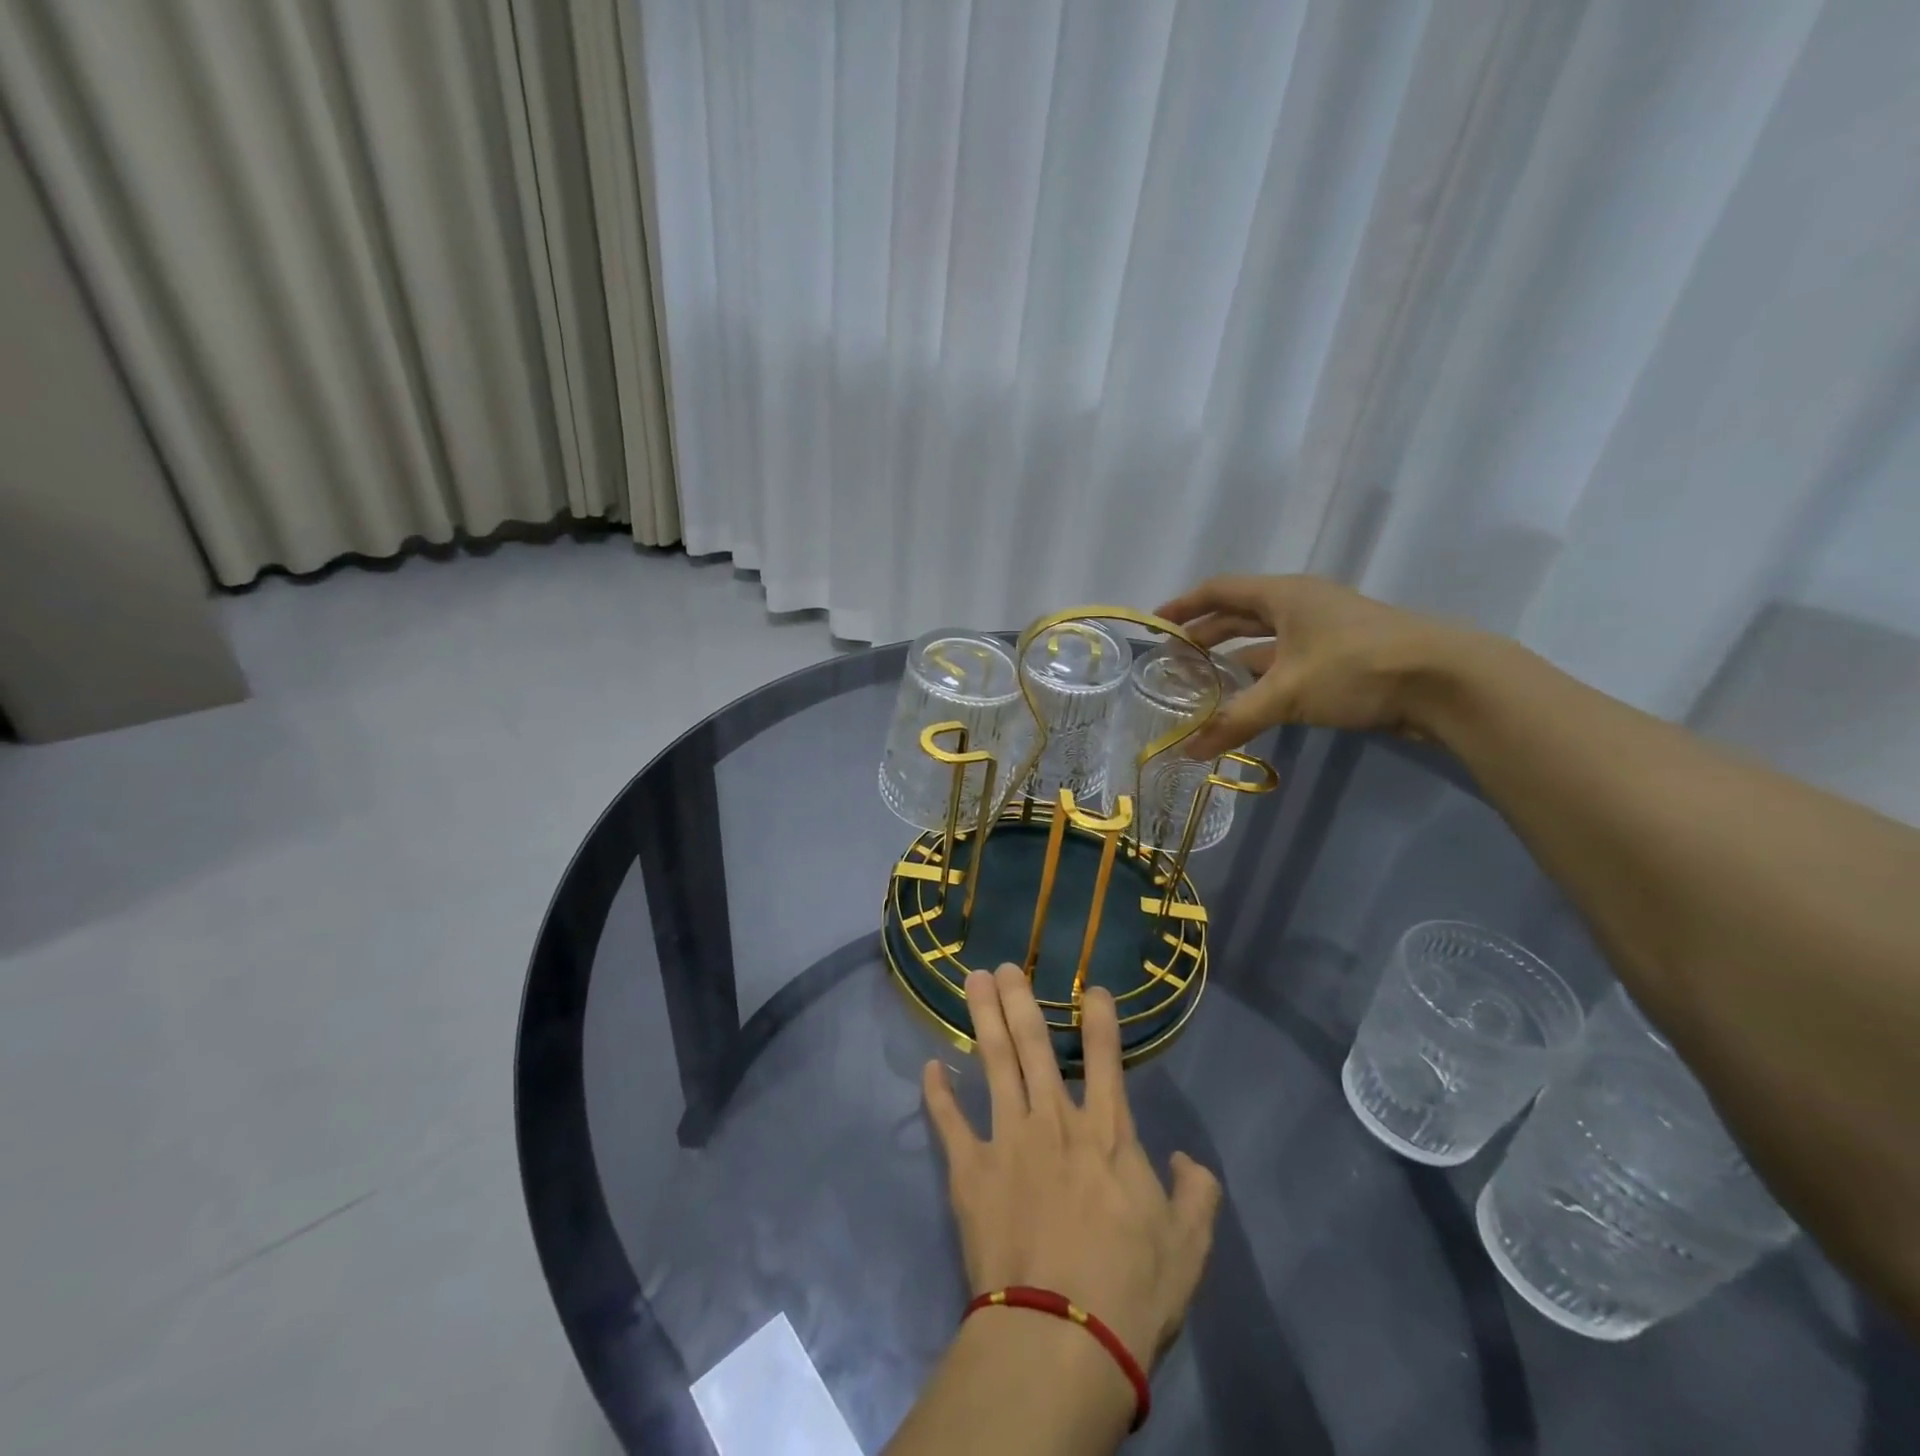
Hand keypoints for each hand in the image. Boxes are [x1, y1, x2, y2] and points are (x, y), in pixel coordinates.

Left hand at [922, 965, 1221, 1372]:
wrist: (1061, 1338)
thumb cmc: (1131, 1292)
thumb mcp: (1188, 1247)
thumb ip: (1195, 1195)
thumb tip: (1185, 1161)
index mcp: (1108, 1134)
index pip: (1106, 1059)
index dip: (1100, 1019)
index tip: (1091, 987)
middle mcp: (1055, 1121)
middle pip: (1035, 1046)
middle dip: (1021, 1001)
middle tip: (1005, 966)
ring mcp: (1008, 1140)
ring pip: (994, 1063)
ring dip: (984, 1019)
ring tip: (974, 981)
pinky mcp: (970, 1170)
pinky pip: (950, 1122)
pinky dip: (938, 1094)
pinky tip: (930, 1066)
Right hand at [1155, 573, 1476, 757]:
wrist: (1446, 680)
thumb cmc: (1356, 668)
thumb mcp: (1287, 694)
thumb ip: (1234, 721)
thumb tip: (1187, 752)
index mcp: (1283, 595)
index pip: (1220, 590)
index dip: (1184, 605)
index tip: (1156, 624)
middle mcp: (1301, 605)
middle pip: (1240, 614)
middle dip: (1205, 634)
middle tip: (1172, 657)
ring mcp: (1324, 631)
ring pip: (1265, 640)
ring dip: (1233, 658)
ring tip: (1201, 681)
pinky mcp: (1342, 657)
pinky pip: (1287, 661)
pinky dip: (1262, 677)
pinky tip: (1247, 698)